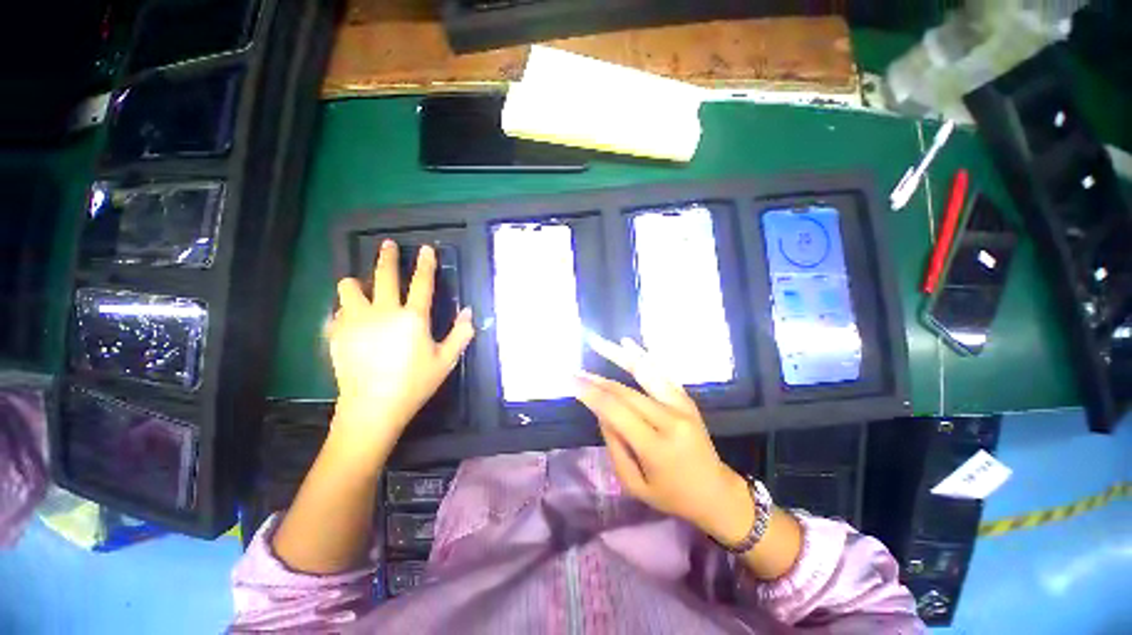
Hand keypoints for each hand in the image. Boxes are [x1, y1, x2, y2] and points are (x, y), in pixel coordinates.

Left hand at [329, 240, 474, 448]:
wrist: (372, 408)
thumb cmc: (415, 383)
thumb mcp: (446, 360)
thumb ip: (461, 333)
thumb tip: (468, 311)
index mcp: (413, 317)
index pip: (422, 283)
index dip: (425, 263)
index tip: (425, 248)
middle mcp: (383, 312)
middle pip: (383, 275)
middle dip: (387, 257)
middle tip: (387, 245)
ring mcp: (356, 321)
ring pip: (349, 287)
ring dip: (356, 283)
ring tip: (360, 287)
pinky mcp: (337, 333)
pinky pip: (338, 310)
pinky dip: (346, 309)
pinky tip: (351, 318)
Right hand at [576, 335, 753, 543]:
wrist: (715, 492)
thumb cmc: (672, 496)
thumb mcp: (634, 484)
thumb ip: (615, 445)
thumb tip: (600, 411)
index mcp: (657, 447)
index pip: (617, 411)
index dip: (592, 393)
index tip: (571, 380)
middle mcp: (671, 420)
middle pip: (626, 392)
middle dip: (597, 379)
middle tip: (575, 370)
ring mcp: (682, 405)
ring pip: (645, 373)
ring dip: (618, 355)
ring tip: (597, 341)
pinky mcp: (686, 399)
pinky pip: (661, 373)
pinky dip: (643, 356)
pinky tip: (627, 343)